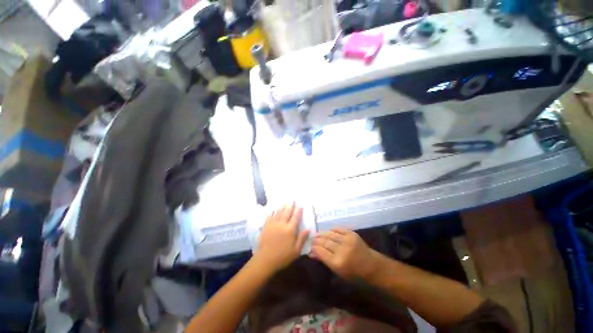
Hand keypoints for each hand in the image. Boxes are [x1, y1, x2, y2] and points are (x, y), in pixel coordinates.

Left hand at [254, 203, 309, 272]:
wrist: (265, 260)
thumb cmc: (282, 257)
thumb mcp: (296, 251)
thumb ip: (302, 239)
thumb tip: (308, 229)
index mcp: (290, 230)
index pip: (295, 217)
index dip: (298, 211)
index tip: (300, 206)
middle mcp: (282, 224)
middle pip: (287, 212)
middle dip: (290, 206)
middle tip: (292, 200)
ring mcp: (273, 224)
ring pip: (279, 213)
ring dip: (282, 207)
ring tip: (285, 202)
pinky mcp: (266, 226)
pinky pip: (270, 216)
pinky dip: (272, 212)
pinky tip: (273, 210)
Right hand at [310, 229, 380, 279]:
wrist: (371, 265)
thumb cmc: (353, 272)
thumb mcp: (337, 270)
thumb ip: (324, 260)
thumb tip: (311, 253)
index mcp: (337, 262)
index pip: (321, 252)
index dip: (314, 248)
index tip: (310, 245)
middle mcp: (342, 250)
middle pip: (325, 242)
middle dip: (317, 240)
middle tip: (312, 239)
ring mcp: (347, 240)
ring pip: (330, 234)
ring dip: (323, 234)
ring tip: (317, 234)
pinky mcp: (352, 234)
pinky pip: (339, 229)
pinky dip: (333, 230)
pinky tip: (329, 231)